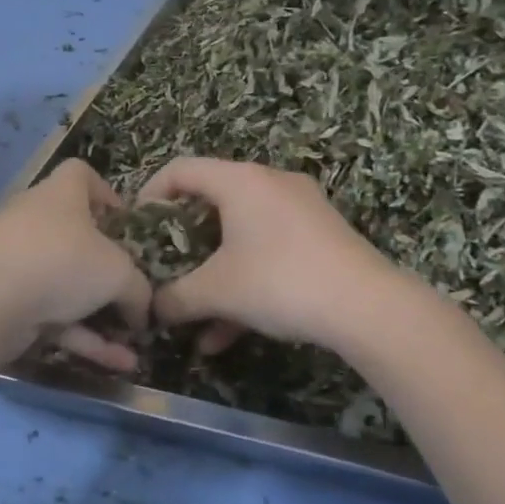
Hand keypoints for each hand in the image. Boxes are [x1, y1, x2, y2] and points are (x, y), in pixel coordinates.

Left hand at [0, 160, 151, 372]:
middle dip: (106, 266)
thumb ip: (138, 289)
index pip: (80, 174)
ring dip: (101, 316)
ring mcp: (17, 262)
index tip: (125, 223)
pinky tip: (118, 365)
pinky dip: (83, 337)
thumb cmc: (61, 261)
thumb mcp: (118, 272)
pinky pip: (53, 316)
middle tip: (132, 289)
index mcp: (61, 194)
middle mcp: (35, 221)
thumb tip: (142, 310)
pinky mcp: (7, 301)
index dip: (106, 193)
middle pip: (75, 235)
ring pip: (66, 285)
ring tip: (134, 345)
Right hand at [138, 158, 394, 351]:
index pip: (181, 169)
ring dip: (214, 275)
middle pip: (211, 203)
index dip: (150, 194)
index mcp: (240, 180)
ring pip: (241, 236)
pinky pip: (269, 252)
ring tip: (194, 318)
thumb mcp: (217, 291)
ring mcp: (300, 209)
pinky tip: (228, 334)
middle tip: (165, 268)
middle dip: (183, 243)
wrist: (367, 306)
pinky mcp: (321, 237)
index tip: (137, 228)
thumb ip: (175, 298)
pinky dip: (245, 283)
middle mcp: (270, 184)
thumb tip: (151, 309)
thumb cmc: (279, 281)